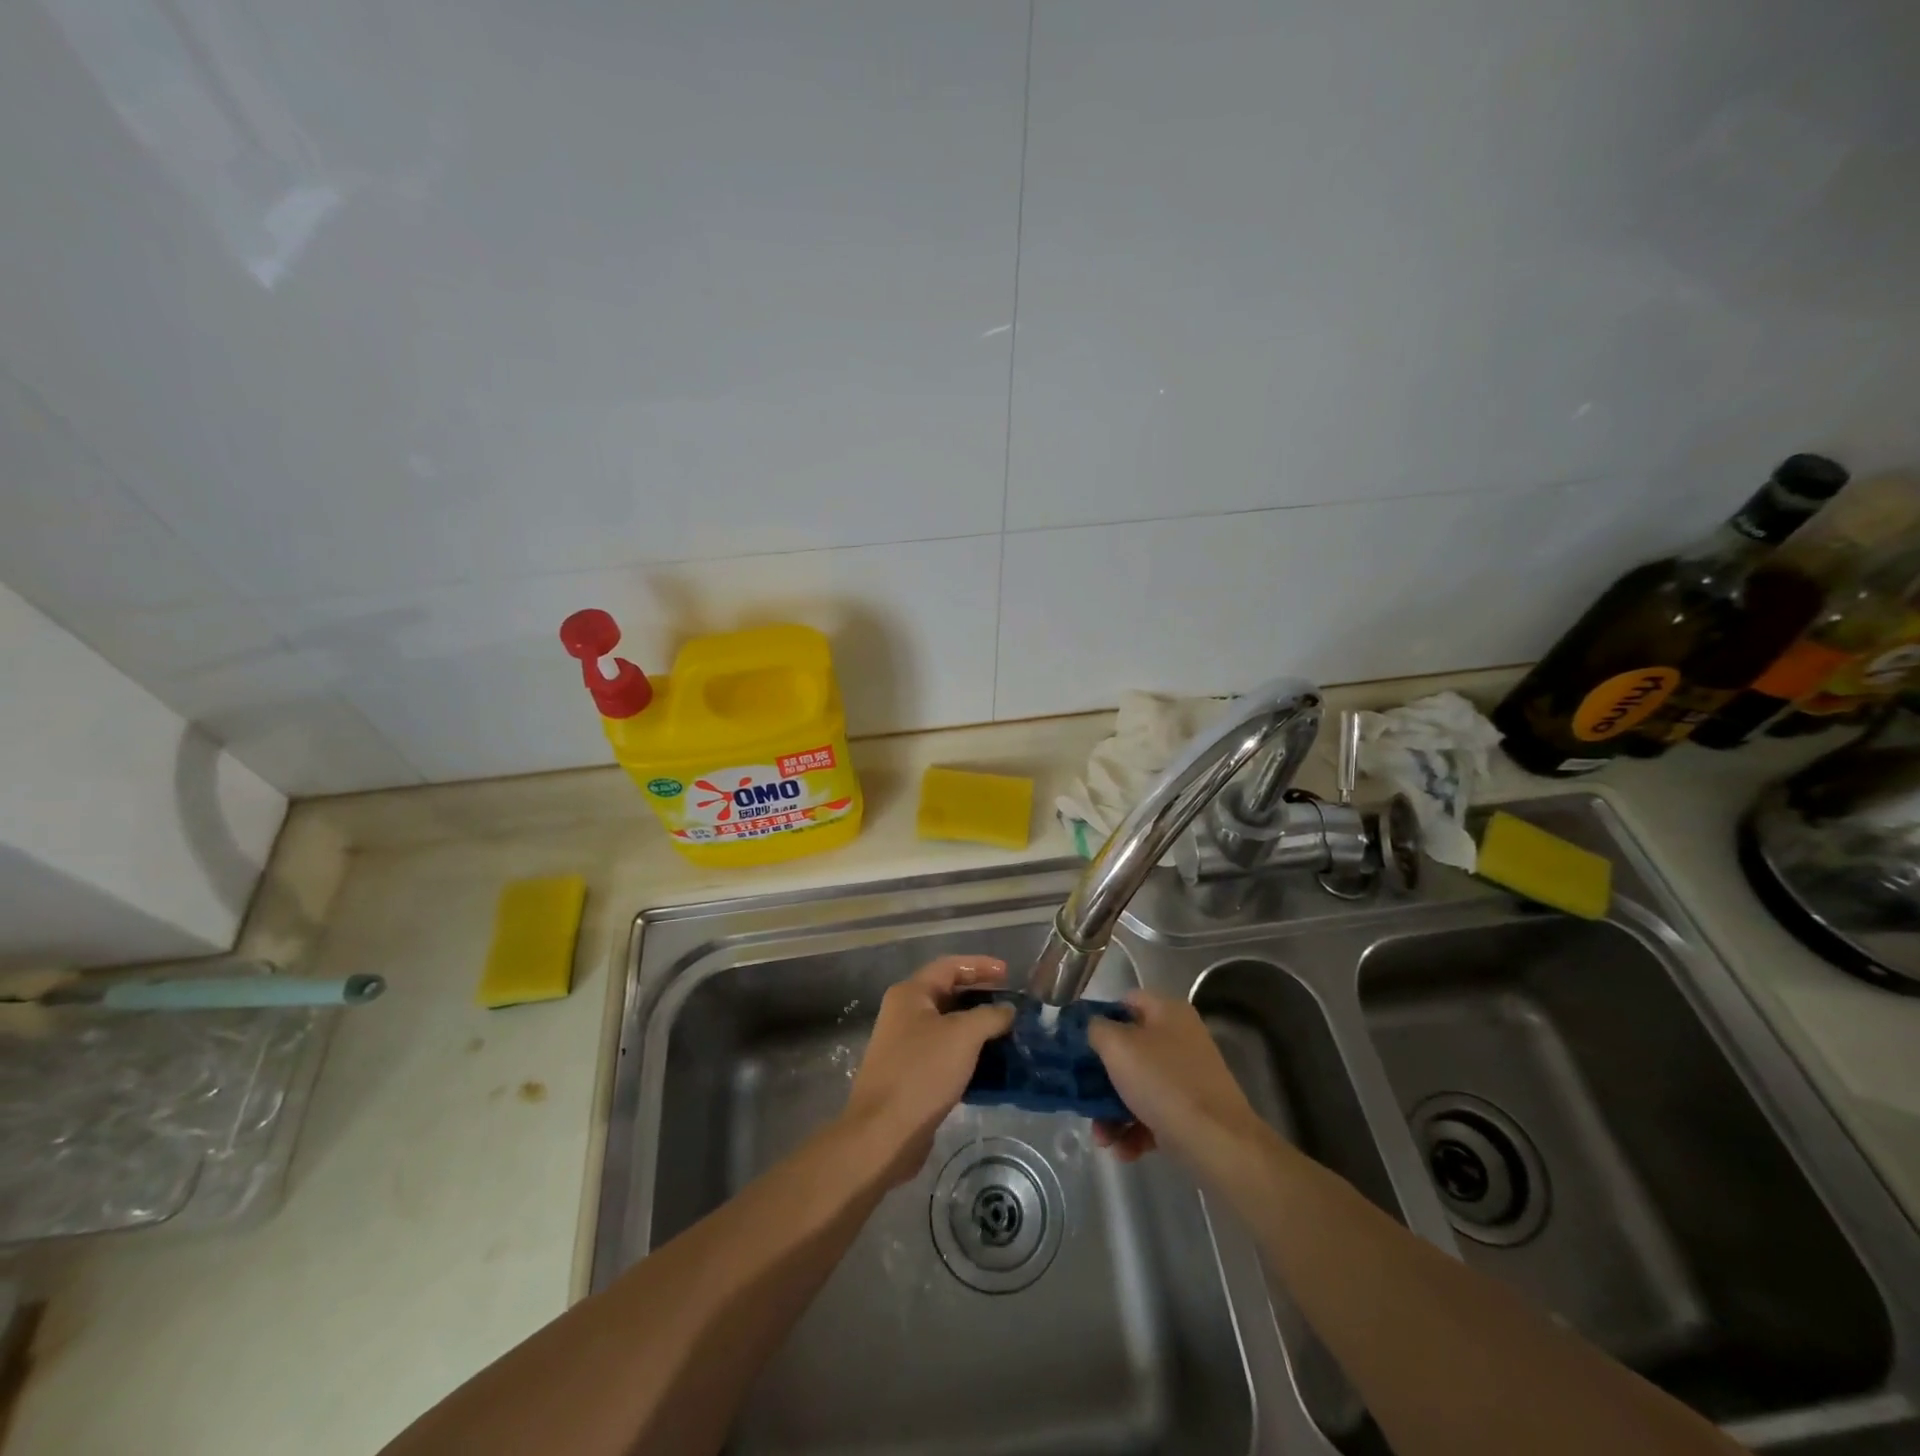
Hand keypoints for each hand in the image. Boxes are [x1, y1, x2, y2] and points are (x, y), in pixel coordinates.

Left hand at [842, 956, 1016, 1184]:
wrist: (884, 1133)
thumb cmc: (922, 1072)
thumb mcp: (963, 1036)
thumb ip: (989, 1016)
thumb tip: (1007, 1010)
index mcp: (910, 994)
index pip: (949, 966)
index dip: (980, 965)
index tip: (1009, 974)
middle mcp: (903, 1013)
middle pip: (947, 993)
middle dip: (980, 996)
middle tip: (1011, 1004)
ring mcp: (904, 1045)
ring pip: (947, 1025)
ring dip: (976, 1026)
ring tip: (1006, 1033)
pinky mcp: (909, 1074)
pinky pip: (944, 1052)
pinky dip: (967, 1052)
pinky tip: (989, 1063)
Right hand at [1086, 990, 1266, 1170]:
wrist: (1218, 1142)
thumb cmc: (1163, 1083)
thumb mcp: (1118, 1047)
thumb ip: (1096, 1029)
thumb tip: (1093, 1028)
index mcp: (1167, 1012)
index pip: (1125, 1002)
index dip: (1099, 1018)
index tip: (1078, 1043)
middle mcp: (1180, 1038)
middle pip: (1128, 1049)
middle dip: (1101, 1077)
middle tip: (1083, 1096)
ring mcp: (1188, 1076)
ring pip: (1138, 1085)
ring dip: (1112, 1112)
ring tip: (1101, 1138)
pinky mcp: (1192, 1111)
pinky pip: (1154, 1113)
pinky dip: (1135, 1130)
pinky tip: (1123, 1151)